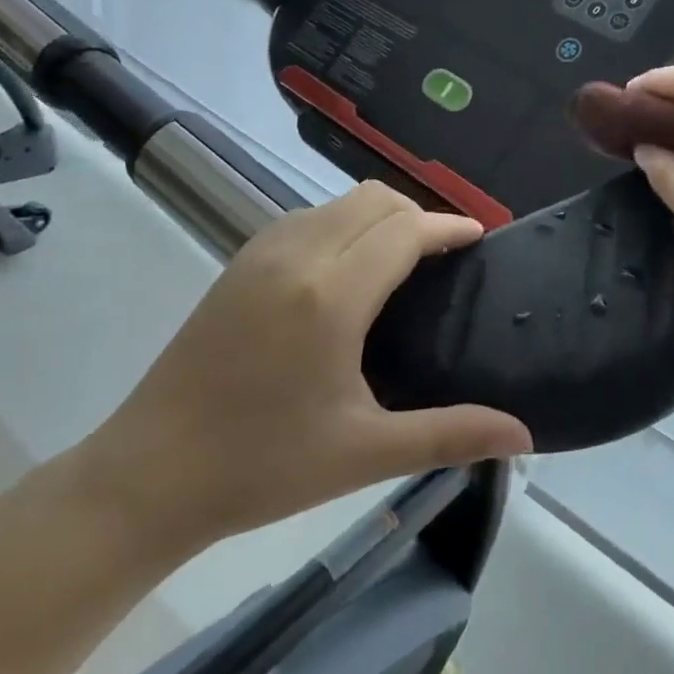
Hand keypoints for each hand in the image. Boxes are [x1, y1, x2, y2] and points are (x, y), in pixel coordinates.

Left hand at [77, 182, 532, 558]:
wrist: (150, 474)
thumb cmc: (263, 466)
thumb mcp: (364, 454)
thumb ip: (449, 434)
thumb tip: (523, 436)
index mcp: (332, 294)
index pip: (404, 230)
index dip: (447, 227)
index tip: (479, 238)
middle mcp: (297, 255)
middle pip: (373, 200)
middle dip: (417, 215)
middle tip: (443, 258)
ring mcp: (260, 253)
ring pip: (337, 203)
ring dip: (378, 216)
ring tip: (402, 262)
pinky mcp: (238, 263)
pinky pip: (307, 218)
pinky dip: (342, 224)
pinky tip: (347, 272)